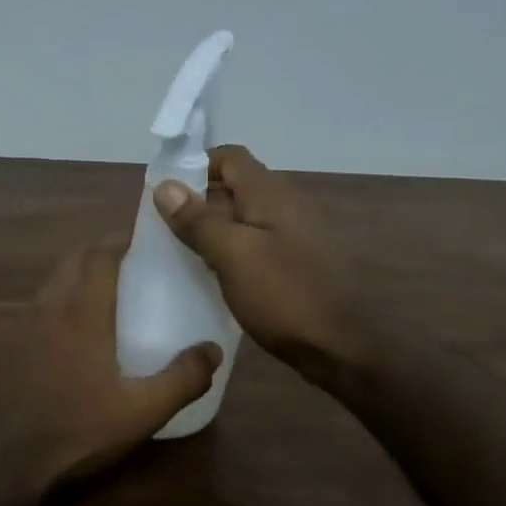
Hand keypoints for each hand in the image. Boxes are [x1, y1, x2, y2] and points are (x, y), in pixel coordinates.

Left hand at [0, 236, 221, 488]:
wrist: (3, 458)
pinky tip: (78, 327)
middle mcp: (51, 307)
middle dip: (100, 250)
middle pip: (73, 259)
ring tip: (108, 288)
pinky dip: (63, 295)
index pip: (99, 255)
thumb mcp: (142, 411)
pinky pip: (42, 303)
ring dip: (79, 271)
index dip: (120, 240)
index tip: (144, 238)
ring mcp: (26, 325)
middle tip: (131, 261)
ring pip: (54, 280)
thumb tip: (213, 350)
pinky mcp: (13, 345)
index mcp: (82, 312)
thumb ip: (183, 379)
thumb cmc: (77, 428)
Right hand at [152, 144, 369, 385]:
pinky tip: (214, 272)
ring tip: (183, 249)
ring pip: (244, 215)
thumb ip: (198, 220)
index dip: (196, 165)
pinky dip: (231, 247)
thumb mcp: (232, 256)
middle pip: (236, 185)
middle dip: (199, 198)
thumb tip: (165, 186)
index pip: (230, 157)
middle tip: (166, 225)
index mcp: (270, 194)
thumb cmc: (283, 295)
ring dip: (213, 226)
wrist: (339, 348)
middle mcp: (286, 204)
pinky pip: (255, 241)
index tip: (166, 192)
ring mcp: (294, 234)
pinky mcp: (296, 261)